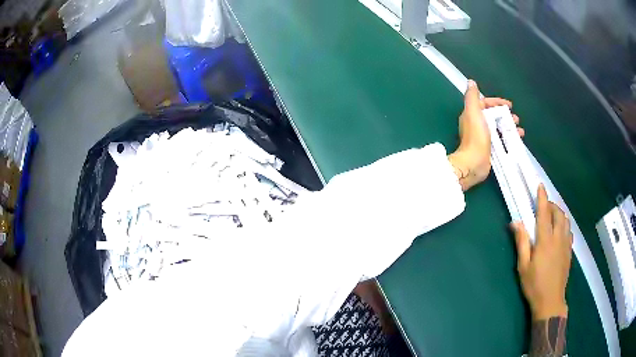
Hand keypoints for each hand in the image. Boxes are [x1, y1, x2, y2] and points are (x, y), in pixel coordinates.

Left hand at [448, 80, 523, 190]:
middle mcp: (477, 125)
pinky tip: (518, 140)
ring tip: (520, 130)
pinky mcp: (490, 149)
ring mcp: (484, 138)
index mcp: (472, 115)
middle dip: (506, 116)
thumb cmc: (475, 137)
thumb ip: (472, 97)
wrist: (474, 163)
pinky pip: (502, 140)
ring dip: (510, 127)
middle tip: (516, 119)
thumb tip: (471, 82)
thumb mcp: (473, 112)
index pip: (485, 104)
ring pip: (499, 129)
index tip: (509, 105)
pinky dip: (510, 138)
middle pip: (494, 116)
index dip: (497, 102)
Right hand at [511, 184, 572, 319]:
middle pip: (558, 214)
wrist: (550, 301)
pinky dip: (564, 225)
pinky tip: (559, 233)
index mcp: (545, 241)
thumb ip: (522, 242)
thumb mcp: (523, 266)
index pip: (544, 213)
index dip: (542, 198)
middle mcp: (558, 238)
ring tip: (552, 218)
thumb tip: (516, 222)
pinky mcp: (569, 251)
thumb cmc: (534, 285)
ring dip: (559, 214)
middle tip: (544, 207)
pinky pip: (569, 231)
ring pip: (566, 221)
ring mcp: (566, 244)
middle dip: (552, 206)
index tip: (540, 186)